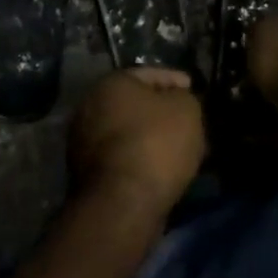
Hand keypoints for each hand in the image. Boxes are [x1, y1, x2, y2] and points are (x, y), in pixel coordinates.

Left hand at [68, 67, 205, 220]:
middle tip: (188, 121)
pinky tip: (162, 169)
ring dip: (151, 138)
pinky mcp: (86, 174)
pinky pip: (123, 158)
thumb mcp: (186, 109)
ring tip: (180, 149)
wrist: (123, 203)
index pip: (149, 74)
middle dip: (162, 112)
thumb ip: (184, 97)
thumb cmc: (155, 144)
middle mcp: (89, 107)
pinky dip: (141, 160)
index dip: (175, 80)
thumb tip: (177, 100)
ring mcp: (83, 142)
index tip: (194, 89)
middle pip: (135, 105)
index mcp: (110, 83)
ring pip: (128, 133)